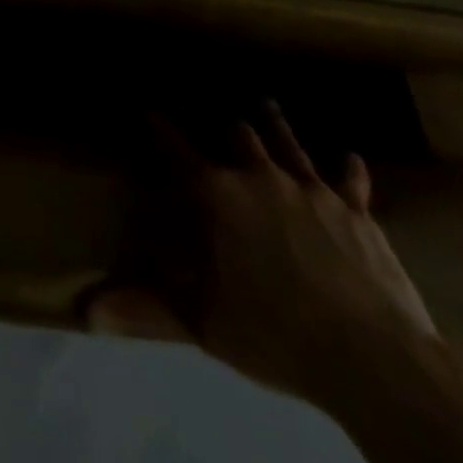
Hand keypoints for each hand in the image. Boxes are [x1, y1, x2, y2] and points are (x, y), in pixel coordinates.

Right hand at [90, 103, 437, 410]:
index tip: (146, 108)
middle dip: (226, 126)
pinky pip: (351, 183)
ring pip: (288, 145)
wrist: (375, 359)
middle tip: (220, 116)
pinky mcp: (356, 214)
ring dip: (275, 125)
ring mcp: (311, 192)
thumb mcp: (202, 323)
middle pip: (238, 137)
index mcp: (217, 195)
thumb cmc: (276, 332)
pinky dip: (348, 170)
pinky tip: (350, 158)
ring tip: (266, 103)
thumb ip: (146, 307)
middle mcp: (259, 178)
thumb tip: (88, 312)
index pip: (177, 151)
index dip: (159, 129)